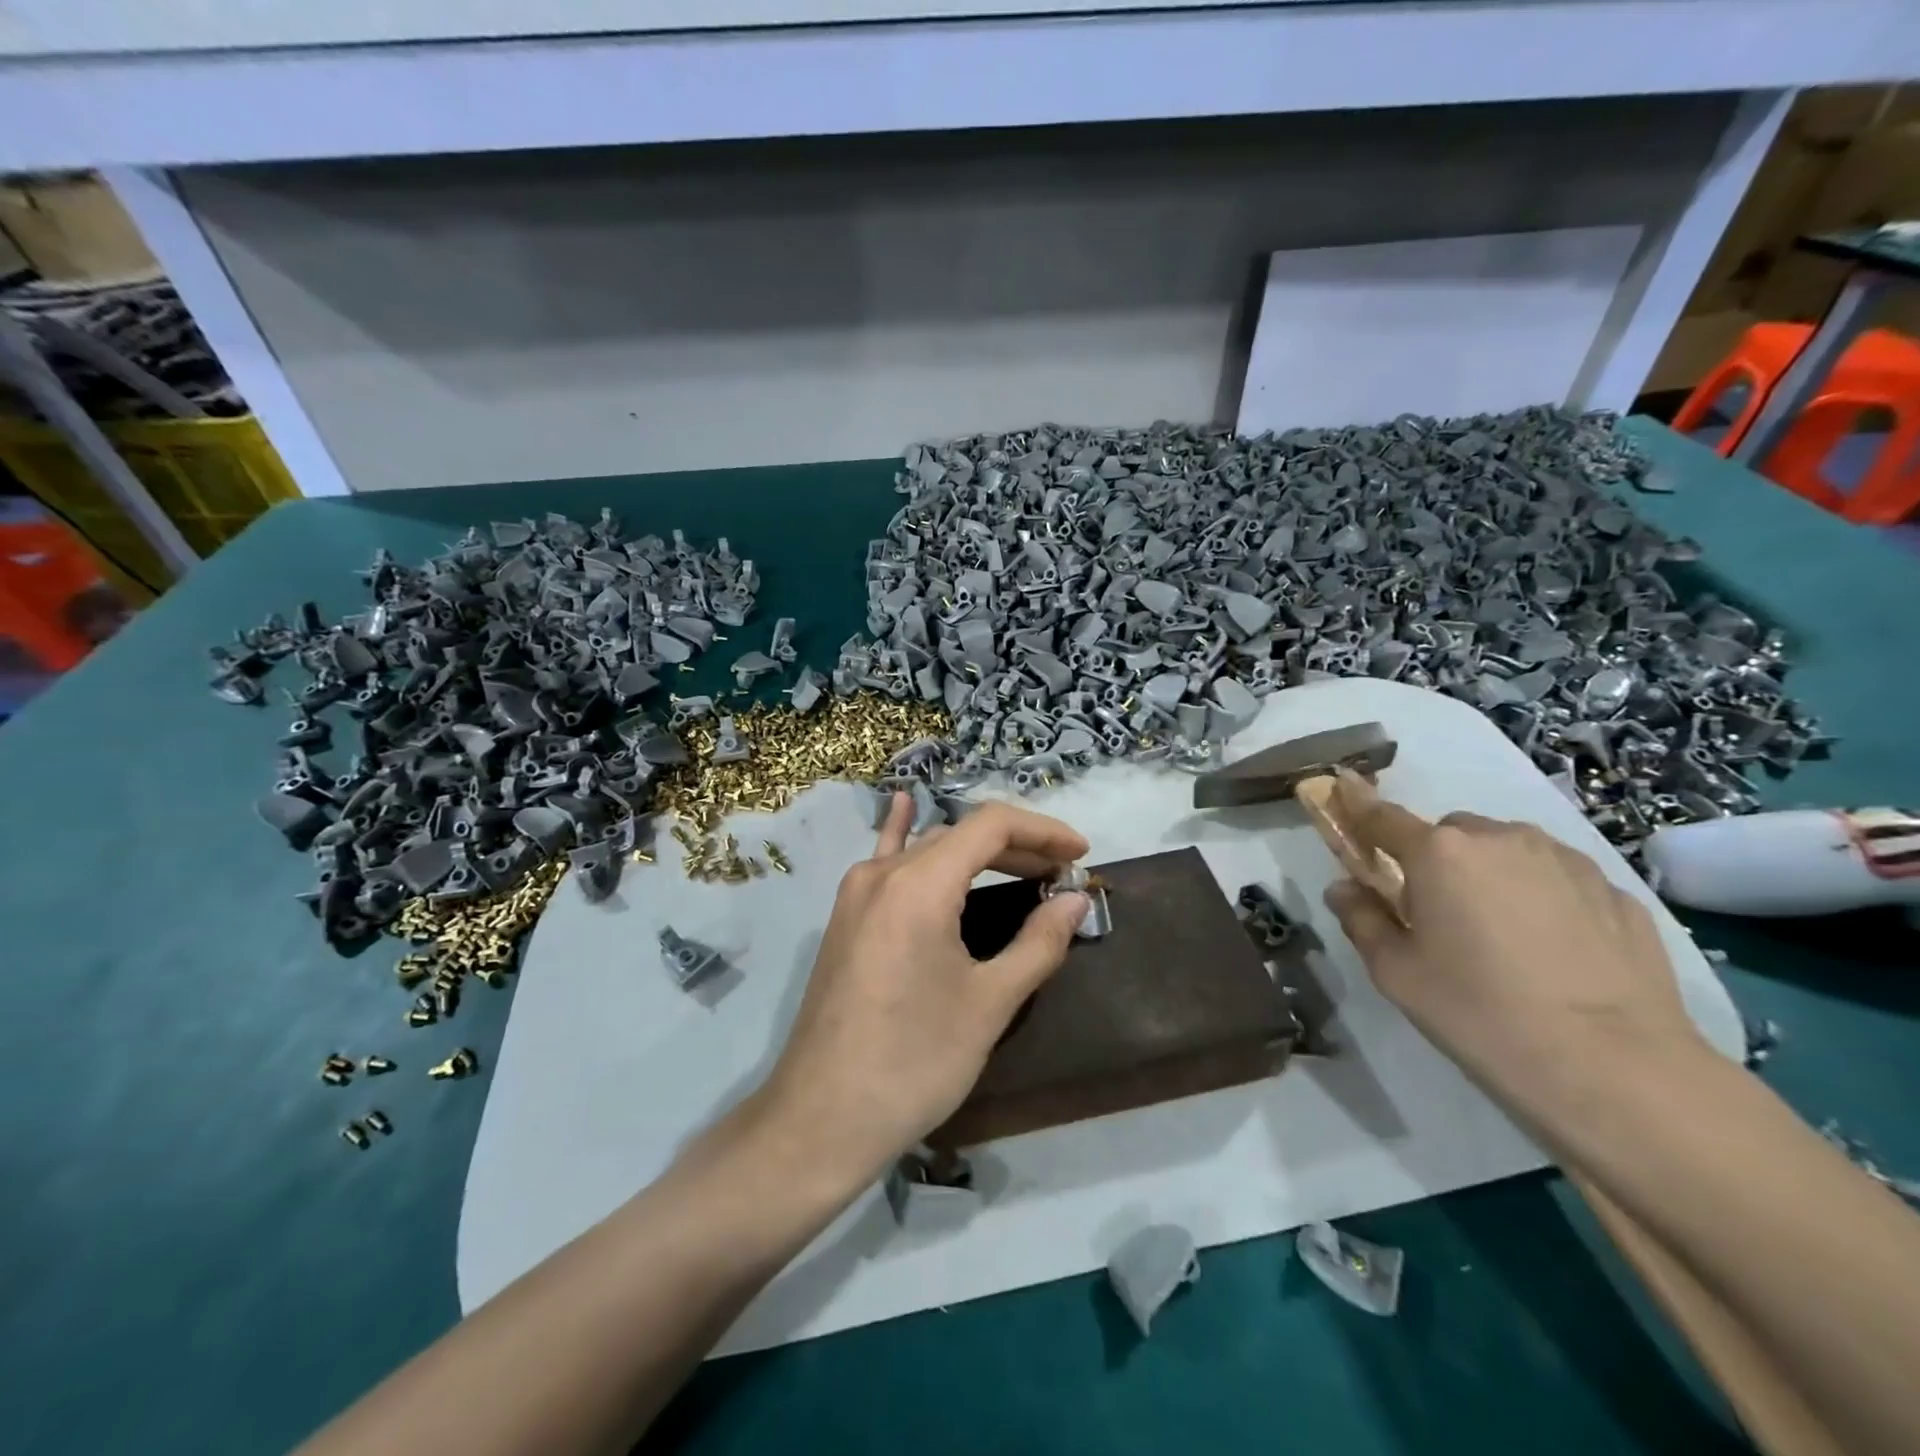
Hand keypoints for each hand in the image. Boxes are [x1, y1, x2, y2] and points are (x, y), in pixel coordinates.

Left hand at [755, 795, 1089, 1183]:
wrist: (821, 1119)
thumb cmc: (914, 1062)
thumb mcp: (988, 1004)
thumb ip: (1037, 943)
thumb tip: (1075, 901)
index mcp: (919, 884)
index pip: (991, 826)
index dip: (1043, 832)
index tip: (1080, 856)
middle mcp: (882, 873)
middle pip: (960, 835)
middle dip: (1017, 846)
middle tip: (1062, 875)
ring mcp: (857, 893)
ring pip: (927, 850)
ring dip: (976, 853)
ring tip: (1022, 868)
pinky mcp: (846, 918)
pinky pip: (883, 861)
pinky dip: (904, 833)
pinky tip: (905, 805)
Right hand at [1322, 781, 1706, 1112]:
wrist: (1616, 1068)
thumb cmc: (1480, 1013)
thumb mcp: (1396, 972)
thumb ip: (1361, 918)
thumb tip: (1344, 888)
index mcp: (1439, 852)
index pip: (1381, 817)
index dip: (1358, 811)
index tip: (1344, 801)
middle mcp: (1502, 839)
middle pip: (1451, 833)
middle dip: (1435, 860)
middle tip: (1437, 913)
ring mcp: (1567, 861)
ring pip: (1508, 851)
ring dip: (1491, 874)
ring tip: (1502, 935)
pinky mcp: (1618, 892)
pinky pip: (1559, 879)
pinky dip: (1543, 897)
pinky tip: (1553, 950)